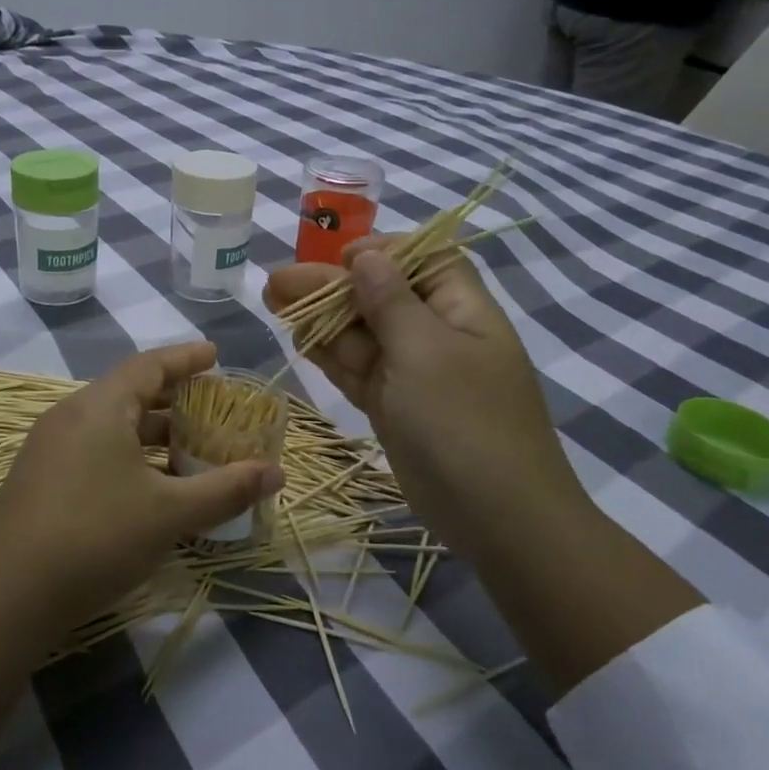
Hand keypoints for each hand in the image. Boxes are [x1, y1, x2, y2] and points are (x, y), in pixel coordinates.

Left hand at [0, 342, 281, 738]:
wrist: (6, 595)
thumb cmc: (96, 537)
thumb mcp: (170, 513)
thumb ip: (226, 489)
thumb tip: (277, 473)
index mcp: (99, 406)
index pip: (149, 365)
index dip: (186, 358)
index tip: (215, 355)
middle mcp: (70, 416)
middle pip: (130, 393)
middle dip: (175, 401)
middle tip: (212, 410)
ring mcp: (49, 448)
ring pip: (111, 426)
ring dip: (153, 435)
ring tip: (190, 452)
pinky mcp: (40, 479)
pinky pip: (94, 450)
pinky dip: (129, 457)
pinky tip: (150, 488)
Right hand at [265, 242, 702, 694]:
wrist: (496, 517)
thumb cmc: (465, 423)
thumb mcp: (426, 352)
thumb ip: (391, 301)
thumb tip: (366, 256)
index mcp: (461, 309)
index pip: (424, 259)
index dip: (383, 251)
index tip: (339, 259)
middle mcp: (437, 334)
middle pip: (380, 294)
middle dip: (330, 285)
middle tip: (276, 282)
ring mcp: (413, 373)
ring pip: (362, 333)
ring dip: (319, 316)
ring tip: (272, 299)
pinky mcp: (394, 405)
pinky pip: (357, 368)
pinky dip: (328, 352)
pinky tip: (297, 336)